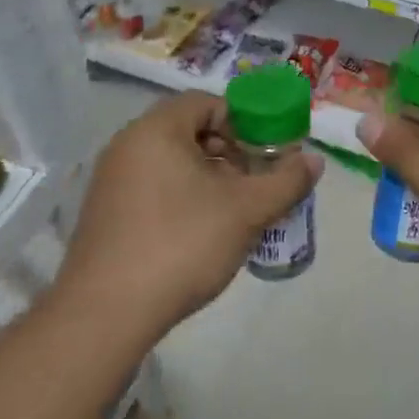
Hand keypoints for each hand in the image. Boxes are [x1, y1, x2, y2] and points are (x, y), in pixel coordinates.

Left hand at [53, 92, 322, 344]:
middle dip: (229, 153)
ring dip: (208, 179)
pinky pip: (151, 189)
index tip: (265, 154)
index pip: (207, 102)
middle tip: (253, 184)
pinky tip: (199, 236)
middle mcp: (127, 144)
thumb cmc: (180, 245)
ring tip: (233, 213)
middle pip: (190, 131)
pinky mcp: (103, 215)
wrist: (104, 316)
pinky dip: (181, 199)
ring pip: (172, 163)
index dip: (244, 122)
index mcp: (157, 129)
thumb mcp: (246, 211)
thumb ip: (286, 181)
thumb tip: (314, 161)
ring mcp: (110, 181)